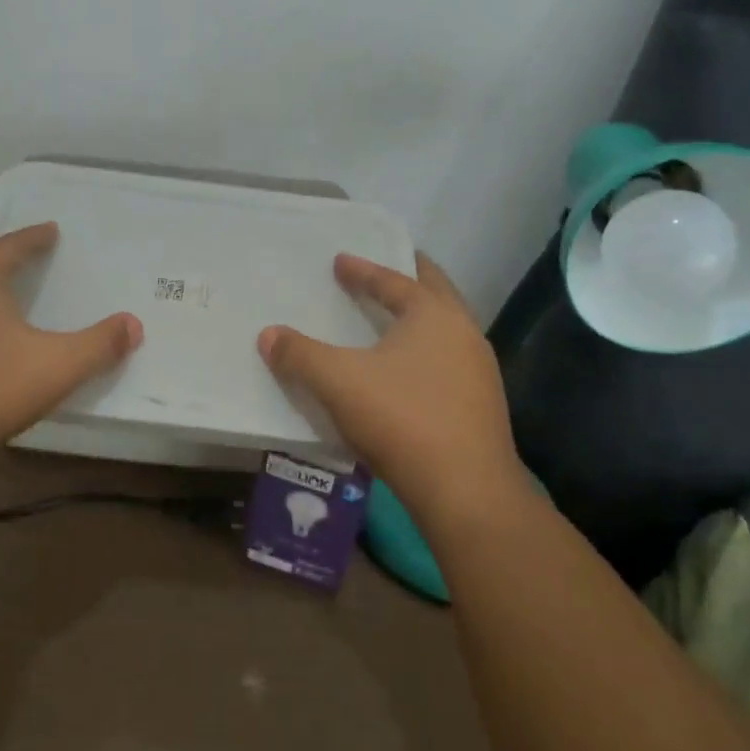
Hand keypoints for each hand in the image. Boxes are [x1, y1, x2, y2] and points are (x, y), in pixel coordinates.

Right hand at [257, 254, 526, 515]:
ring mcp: (479, 371)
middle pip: (436, 292)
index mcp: (433, 315)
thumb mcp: (337, 382)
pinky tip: (409, 372)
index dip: (363, 270)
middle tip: (388, 267)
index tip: (340, 261)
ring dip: (422, 317)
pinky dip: (427, 352)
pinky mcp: (482, 406)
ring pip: (447, 329)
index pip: (393, 281)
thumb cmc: (401, 418)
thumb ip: (299, 354)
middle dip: (410, 277)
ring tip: (396, 318)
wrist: (465, 490)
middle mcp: (463, 333)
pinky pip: (449, 362)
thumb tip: (268, 335)